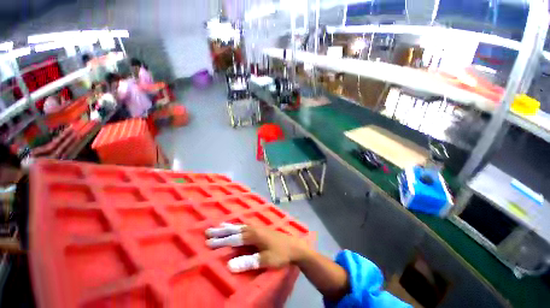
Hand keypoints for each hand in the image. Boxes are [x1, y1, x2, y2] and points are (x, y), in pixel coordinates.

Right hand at [205, 223, 308, 272]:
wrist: (294, 245)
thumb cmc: (281, 254)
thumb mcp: (266, 260)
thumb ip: (249, 262)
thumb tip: (230, 265)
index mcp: (254, 236)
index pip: (234, 239)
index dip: (221, 241)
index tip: (208, 243)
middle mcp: (254, 229)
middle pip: (235, 229)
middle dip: (222, 231)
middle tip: (208, 232)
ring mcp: (257, 228)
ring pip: (240, 226)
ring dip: (229, 227)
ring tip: (219, 226)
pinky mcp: (260, 229)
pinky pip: (245, 226)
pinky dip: (238, 226)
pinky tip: (237, 226)